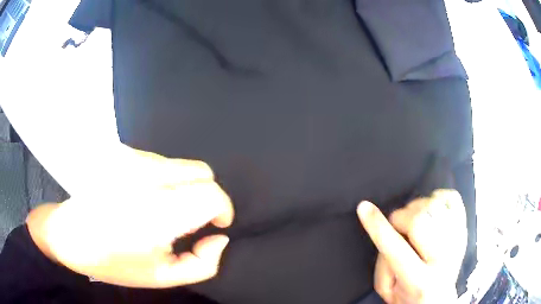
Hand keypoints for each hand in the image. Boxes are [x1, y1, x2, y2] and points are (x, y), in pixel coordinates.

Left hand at [27, 147, 233, 287]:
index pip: (210, 194)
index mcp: (155, 213)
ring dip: (184, 187)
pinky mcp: (123, 153)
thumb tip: (218, 238)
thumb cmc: (112, 261)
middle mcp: (146, 177)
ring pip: (182, 165)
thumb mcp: (162, 278)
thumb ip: (201, 264)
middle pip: (202, 171)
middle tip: (192, 219)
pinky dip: (166, 179)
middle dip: (207, 195)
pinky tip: (146, 196)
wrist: (68, 233)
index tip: (216, 224)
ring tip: (163, 210)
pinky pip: (161, 162)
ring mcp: (132, 160)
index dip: (223, 209)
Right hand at [357, 190, 466, 303]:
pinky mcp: (464, 228)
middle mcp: (443, 260)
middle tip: (396, 225)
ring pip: (434, 205)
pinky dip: (438, 197)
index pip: (396, 249)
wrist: (438, 298)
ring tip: (413, 220)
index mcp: (420, 281)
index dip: (377, 226)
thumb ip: (383, 260)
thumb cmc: (409, 296)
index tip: (363, 207)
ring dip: (416, 208)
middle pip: (419, 220)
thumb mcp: (387, 289)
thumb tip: (388, 227)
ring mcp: (457, 241)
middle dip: (400, 218)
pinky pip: (452, 198)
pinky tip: (431, 209)